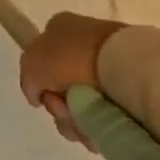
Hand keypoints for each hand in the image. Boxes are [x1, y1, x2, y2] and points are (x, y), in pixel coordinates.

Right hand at [19, 11, 126, 148]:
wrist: (124, 65)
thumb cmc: (71, 57)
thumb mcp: (32, 62)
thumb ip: (28, 80)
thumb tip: (39, 96)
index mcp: (61, 28)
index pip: (42, 61)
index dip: (41, 84)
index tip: (47, 97)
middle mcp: (84, 44)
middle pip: (61, 88)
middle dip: (60, 108)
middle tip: (66, 112)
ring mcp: (109, 65)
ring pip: (82, 105)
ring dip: (77, 122)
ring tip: (87, 127)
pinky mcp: (130, 87)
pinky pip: (105, 114)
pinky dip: (99, 126)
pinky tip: (100, 131)